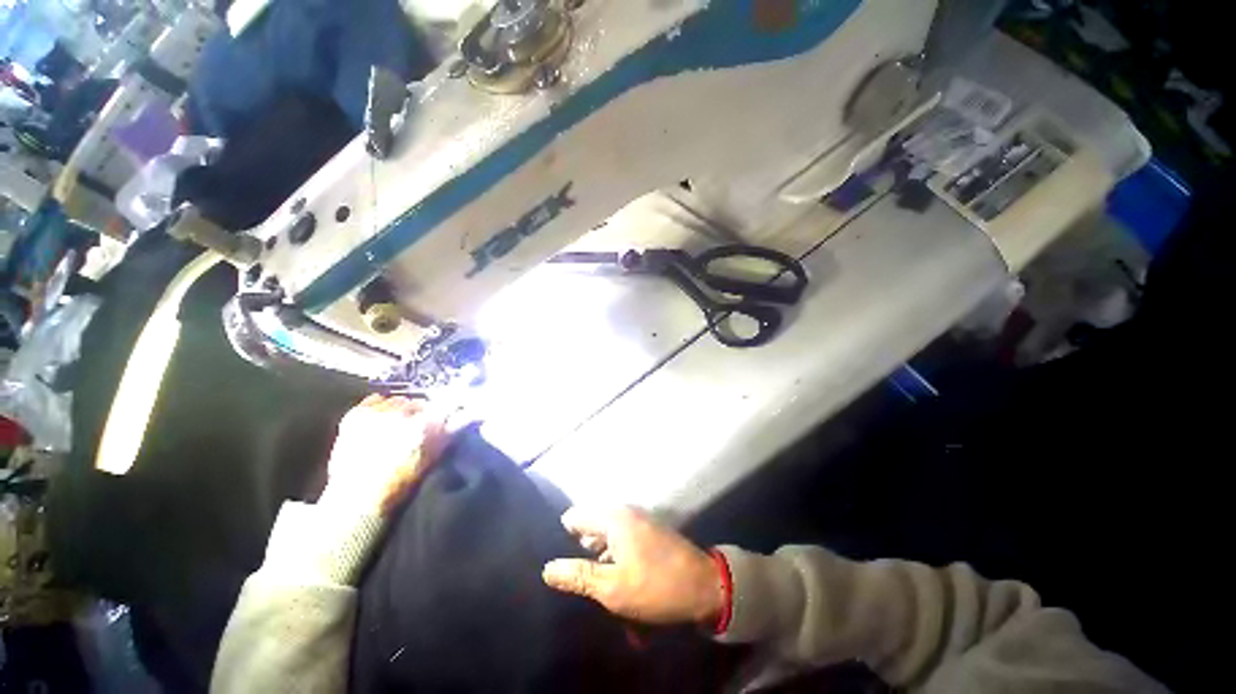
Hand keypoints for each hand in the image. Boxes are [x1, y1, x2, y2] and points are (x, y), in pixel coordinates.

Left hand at [319, 395, 447, 515]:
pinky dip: (382, 407)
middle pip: (421, 402)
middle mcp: (401, 414)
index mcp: (424, 426)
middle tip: (419, 427)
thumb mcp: (434, 457)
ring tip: (398, 426)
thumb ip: (452, 431)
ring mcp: (377, 413)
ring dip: (402, 410)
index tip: (451, 414)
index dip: (450, 408)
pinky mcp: (356, 414)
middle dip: (423, 413)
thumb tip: (470, 414)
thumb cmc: (401, 482)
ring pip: (400, 400)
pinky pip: (377, 399)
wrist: (358, 499)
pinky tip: (380, 422)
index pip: (446, 404)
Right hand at [542, 506, 724, 625]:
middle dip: (584, 557)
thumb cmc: (655, 585)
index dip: (563, 540)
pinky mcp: (648, 534)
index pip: (574, 517)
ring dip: (603, 566)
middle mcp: (623, 513)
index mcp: (612, 518)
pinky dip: (619, 565)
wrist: (704, 586)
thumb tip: (547, 568)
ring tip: (605, 594)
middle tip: (586, 585)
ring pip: (607, 542)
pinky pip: (623, 546)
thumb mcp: (612, 587)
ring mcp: (638, 522)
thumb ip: (578, 576)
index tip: (562, 565)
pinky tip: (623, 591)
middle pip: (590, 531)